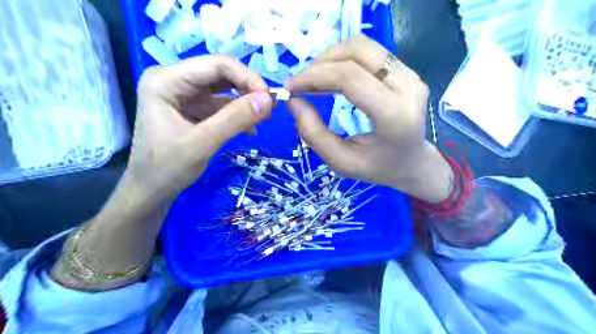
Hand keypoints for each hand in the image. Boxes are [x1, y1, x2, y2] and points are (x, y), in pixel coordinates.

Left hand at [129, 54, 274, 203]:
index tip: (269, 98)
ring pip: (224, 89)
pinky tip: (251, 129)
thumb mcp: (203, 143)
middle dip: (248, 90)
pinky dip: (238, 114)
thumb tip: (269, 100)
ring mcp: (184, 94)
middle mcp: (174, 80)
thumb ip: (235, 119)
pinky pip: (221, 104)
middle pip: (221, 74)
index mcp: (166, 80)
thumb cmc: (167, 168)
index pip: (215, 64)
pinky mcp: (194, 108)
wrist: (152, 190)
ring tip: (264, 119)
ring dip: (245, 102)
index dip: (247, 77)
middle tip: (270, 108)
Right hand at [283, 34, 451, 201]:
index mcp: (394, 116)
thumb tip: (293, 101)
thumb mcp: (341, 161)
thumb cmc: (378, 167)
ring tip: (313, 80)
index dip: (314, 76)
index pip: (350, 78)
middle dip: (320, 63)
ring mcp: (411, 75)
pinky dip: (343, 59)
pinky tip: (331, 77)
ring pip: (363, 46)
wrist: (413, 163)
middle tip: (300, 84)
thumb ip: (314, 134)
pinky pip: (369, 52)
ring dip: (331, 58)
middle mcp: (408, 88)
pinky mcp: (408, 71)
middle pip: (357, 52)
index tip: (290, 87)